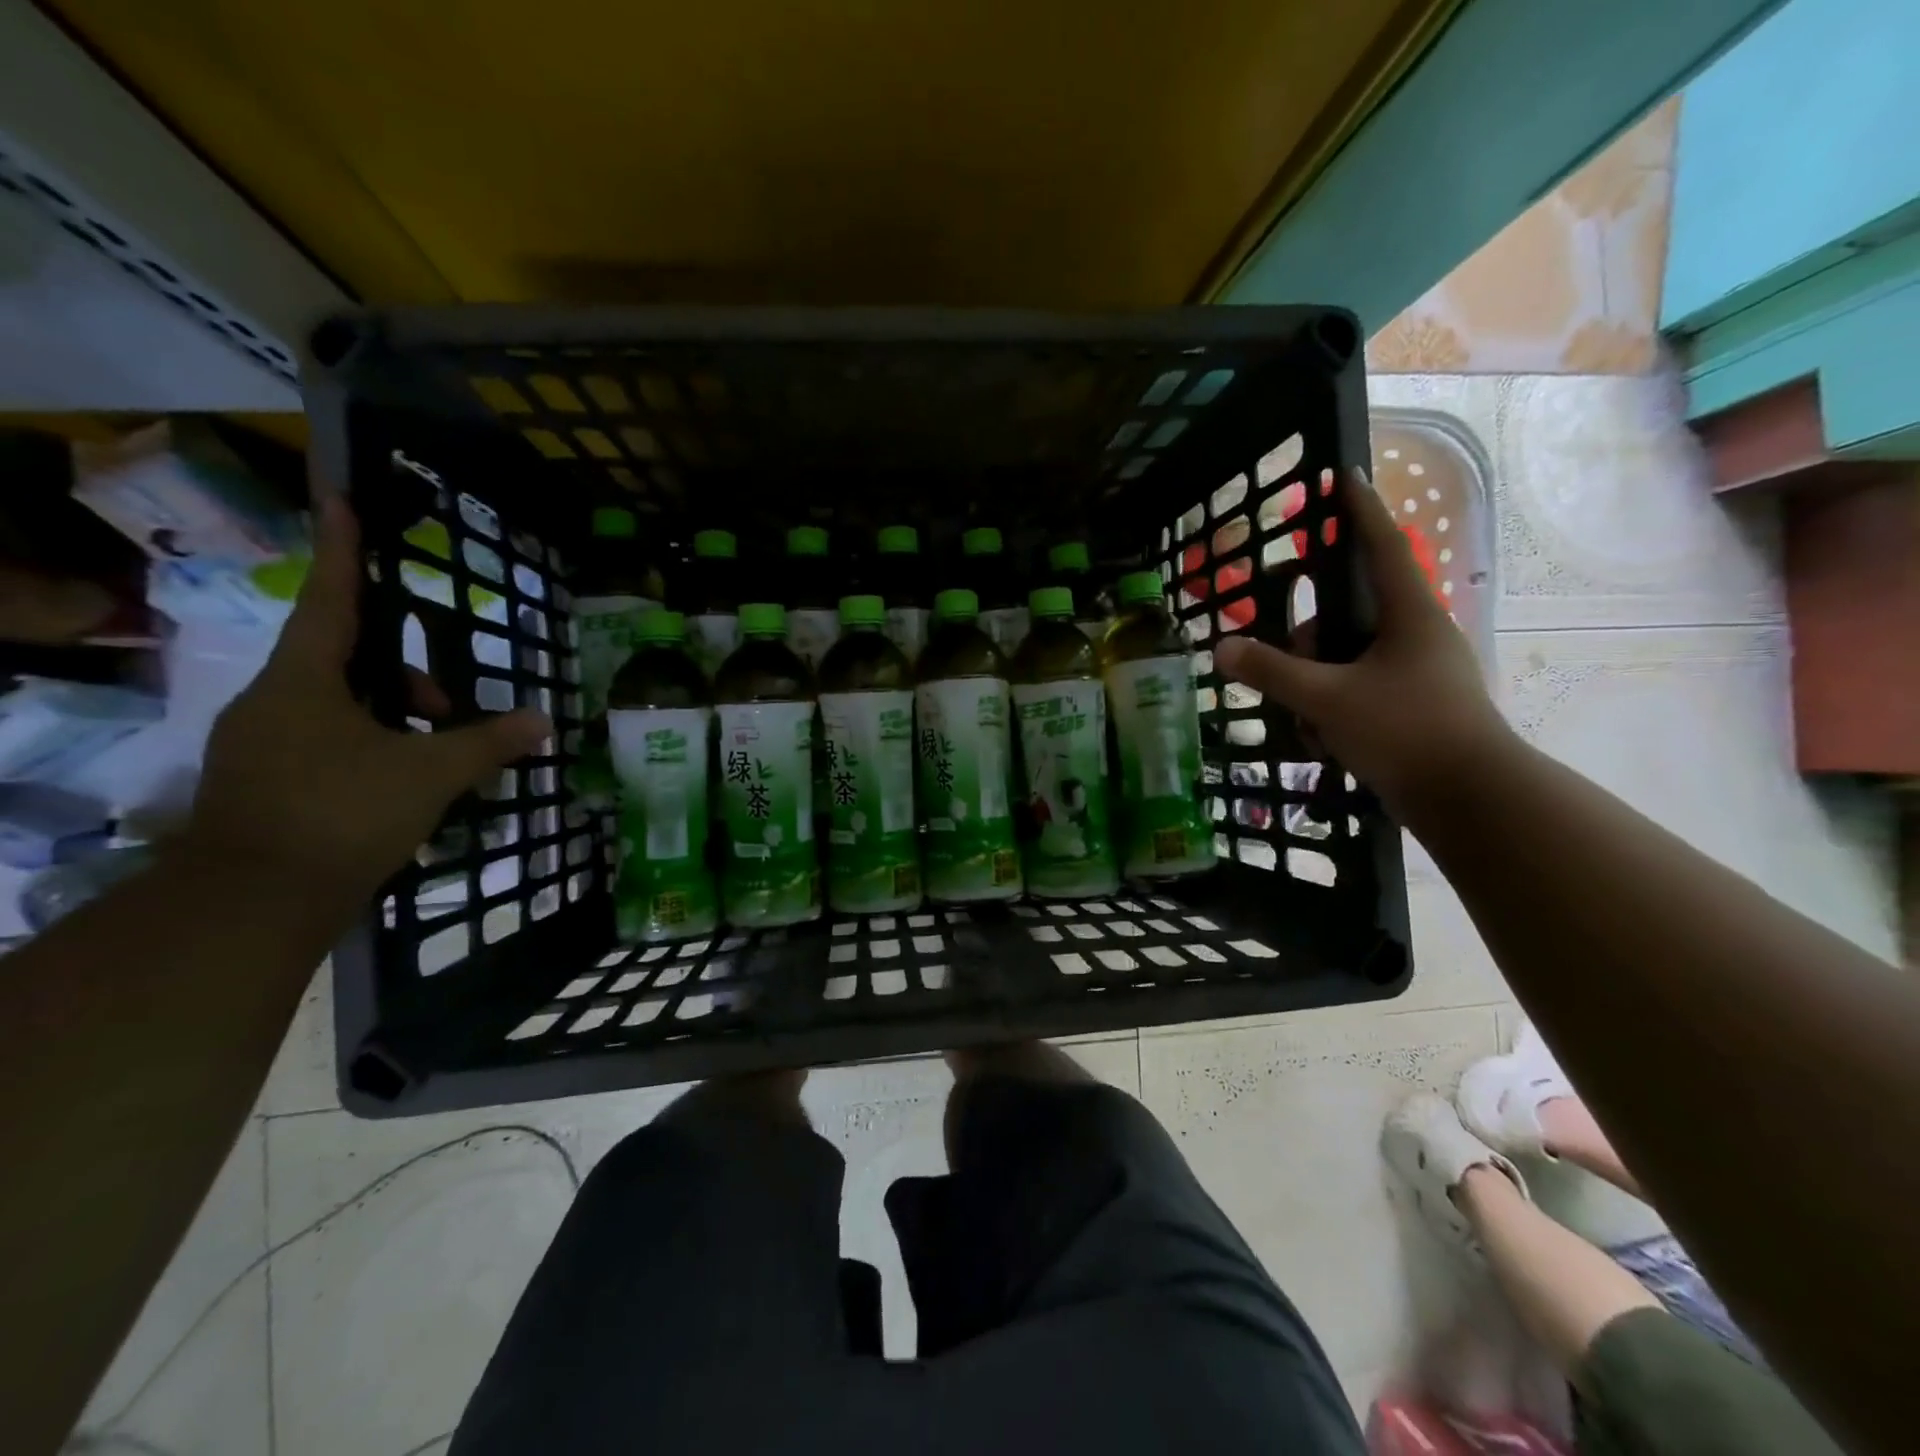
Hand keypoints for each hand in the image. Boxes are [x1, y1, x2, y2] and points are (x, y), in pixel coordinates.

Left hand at [185, 492, 550, 911]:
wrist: (253, 903)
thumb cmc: (343, 814)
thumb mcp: (431, 774)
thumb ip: (489, 743)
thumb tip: (545, 721)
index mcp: (304, 682)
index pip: (330, 600)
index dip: (340, 550)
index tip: (340, 499)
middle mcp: (273, 701)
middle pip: (347, 661)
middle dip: (408, 676)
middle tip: (453, 708)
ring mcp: (262, 743)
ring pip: (341, 706)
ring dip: (396, 717)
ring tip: (439, 757)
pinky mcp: (265, 781)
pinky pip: (328, 740)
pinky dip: (373, 746)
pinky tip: (405, 783)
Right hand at [1213, 470, 1514, 824]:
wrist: (1471, 799)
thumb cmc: (1406, 731)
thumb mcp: (1328, 699)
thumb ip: (1272, 671)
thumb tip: (1223, 647)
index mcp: (1408, 615)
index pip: (1381, 545)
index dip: (1358, 510)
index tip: (1341, 476)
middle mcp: (1416, 635)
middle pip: (1346, 616)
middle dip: (1310, 642)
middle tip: (1290, 673)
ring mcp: (1417, 672)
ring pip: (1347, 659)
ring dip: (1317, 687)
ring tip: (1311, 725)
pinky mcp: (1413, 705)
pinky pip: (1358, 691)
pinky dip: (1334, 710)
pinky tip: (1326, 742)